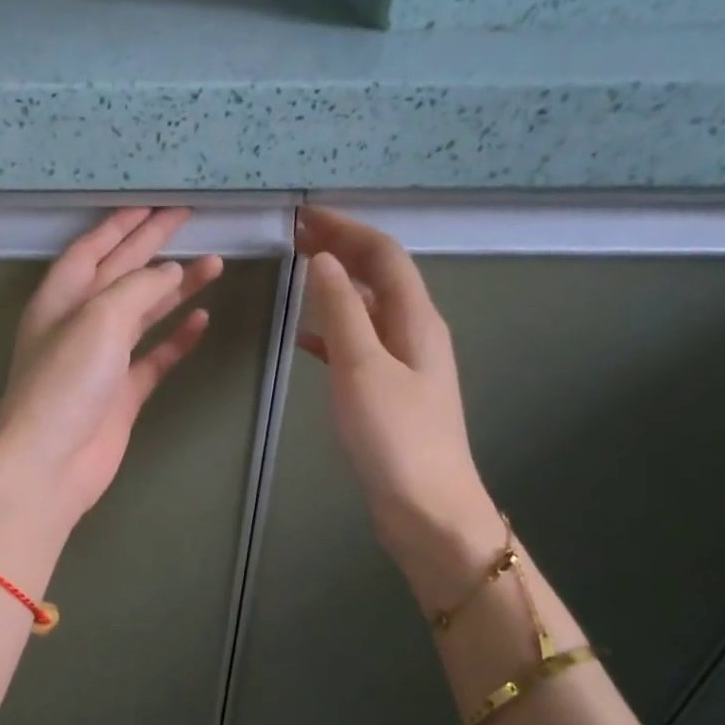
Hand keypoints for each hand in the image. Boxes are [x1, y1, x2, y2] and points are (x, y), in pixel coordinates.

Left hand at [0, 207, 222, 529]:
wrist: (50, 463)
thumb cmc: (65, 383)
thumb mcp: (98, 319)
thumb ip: (136, 288)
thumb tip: (169, 271)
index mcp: (60, 299)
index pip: (93, 248)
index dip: (123, 224)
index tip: (156, 204)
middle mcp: (78, 324)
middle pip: (120, 274)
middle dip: (153, 245)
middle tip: (189, 219)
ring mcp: (101, 362)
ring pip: (143, 314)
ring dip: (175, 288)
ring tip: (214, 264)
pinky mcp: (121, 395)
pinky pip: (154, 358)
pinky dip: (176, 339)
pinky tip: (202, 319)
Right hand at [296, 206, 500, 602]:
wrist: (427, 507)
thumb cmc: (395, 437)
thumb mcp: (362, 368)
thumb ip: (340, 312)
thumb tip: (322, 261)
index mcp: (416, 320)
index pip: (383, 256)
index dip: (346, 230)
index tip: (305, 217)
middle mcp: (416, 333)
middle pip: (379, 277)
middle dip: (342, 251)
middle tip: (296, 238)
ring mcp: (405, 365)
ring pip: (369, 309)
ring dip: (336, 287)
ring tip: (298, 276)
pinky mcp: (391, 393)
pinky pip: (360, 345)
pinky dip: (333, 331)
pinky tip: (307, 338)